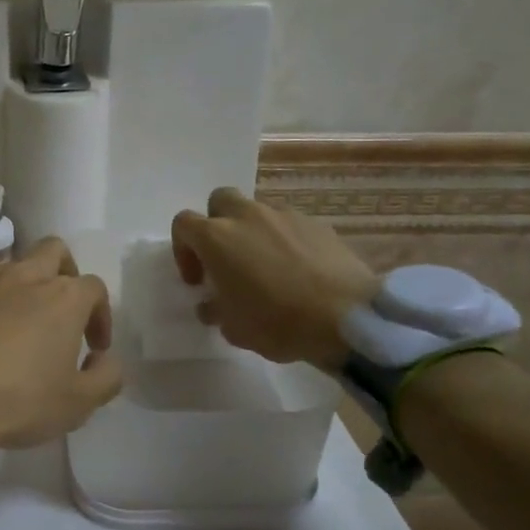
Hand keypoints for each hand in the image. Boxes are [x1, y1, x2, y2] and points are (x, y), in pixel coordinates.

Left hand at [0, 238, 121, 473]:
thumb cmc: (17, 403)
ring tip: (20, 313)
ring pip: (14, 258)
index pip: (95, 289)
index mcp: (65, 299)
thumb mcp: (78, 405)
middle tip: (62, 313)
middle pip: (56, 252)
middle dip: (66, 275)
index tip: (93, 348)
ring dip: (25, 279)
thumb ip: (106, 377)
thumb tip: (103, 359)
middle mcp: (27, 277)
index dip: (101, 315)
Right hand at [170, 188, 378, 365]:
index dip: (183, 250)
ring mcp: (285, 216)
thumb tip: (212, 304)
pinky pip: (289, 225)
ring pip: (257, 211)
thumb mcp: (234, 328)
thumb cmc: (277, 322)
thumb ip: (215, 309)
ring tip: (266, 267)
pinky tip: (297, 270)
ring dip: (252, 232)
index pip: (183, 224)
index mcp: (217, 238)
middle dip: (217, 224)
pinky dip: (285, 240)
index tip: (197, 280)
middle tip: (226, 259)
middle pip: (220, 201)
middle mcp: (247, 216)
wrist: (346, 317)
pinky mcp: (317, 224)